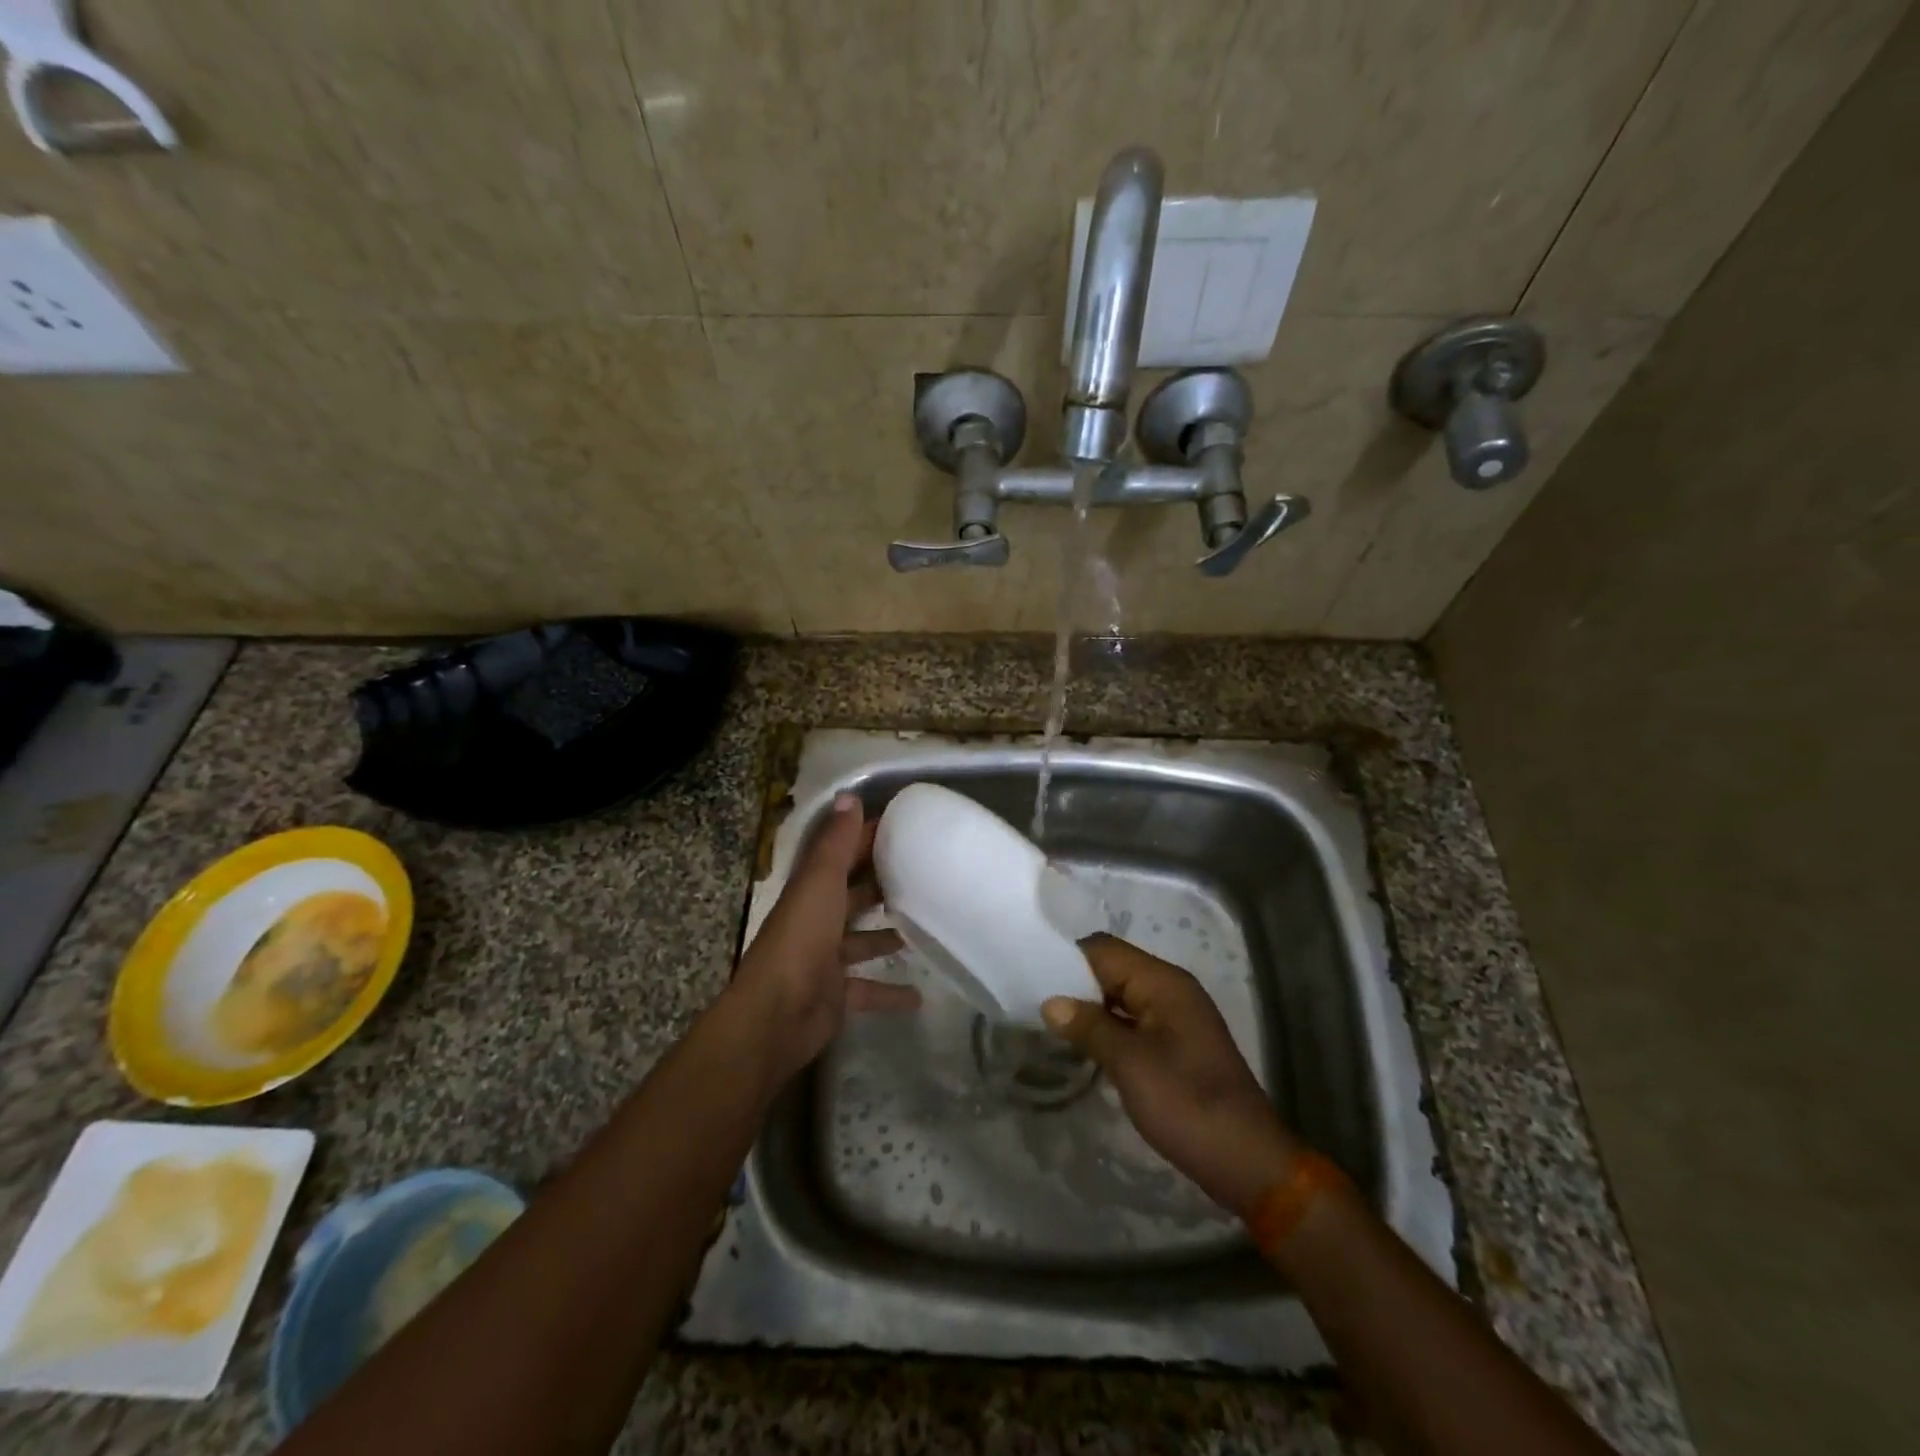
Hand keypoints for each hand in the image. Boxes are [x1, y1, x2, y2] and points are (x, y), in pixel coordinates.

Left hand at [728, 793, 917, 1085]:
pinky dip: (891, 992)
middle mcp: (818, 921)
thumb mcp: (821, 883)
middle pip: (853, 896)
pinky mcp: (837, 995)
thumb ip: (836, 843)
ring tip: (926, 926)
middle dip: (882, 885)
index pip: (843, 855)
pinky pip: (869, 989)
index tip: (906, 827)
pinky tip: (920, 996)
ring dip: (887, 935)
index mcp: (812, 891)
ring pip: (862, 941)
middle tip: (924, 875)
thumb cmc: (802, 939)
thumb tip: (849, 795)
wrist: (777, 1015)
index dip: (868, 839)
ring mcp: (826, 960)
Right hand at [1041, 934, 1302, 1216]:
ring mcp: (1176, 1018)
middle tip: (1034, 1003)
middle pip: (1113, 969)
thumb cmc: (1186, 1104)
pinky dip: (1108, 1027)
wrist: (1246, 1162)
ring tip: (1049, 1023)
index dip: (1067, 958)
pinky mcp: (1176, 1044)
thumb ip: (1089, 1027)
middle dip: (1075, 983)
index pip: (1105, 949)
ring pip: (1121, 996)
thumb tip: (1051, 1002)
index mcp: (1164, 982)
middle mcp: (1171, 990)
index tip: (1031, 976)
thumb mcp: (1130, 1064)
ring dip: (1089, 1007)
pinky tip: (1083, 1045)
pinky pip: (1133, 1020)